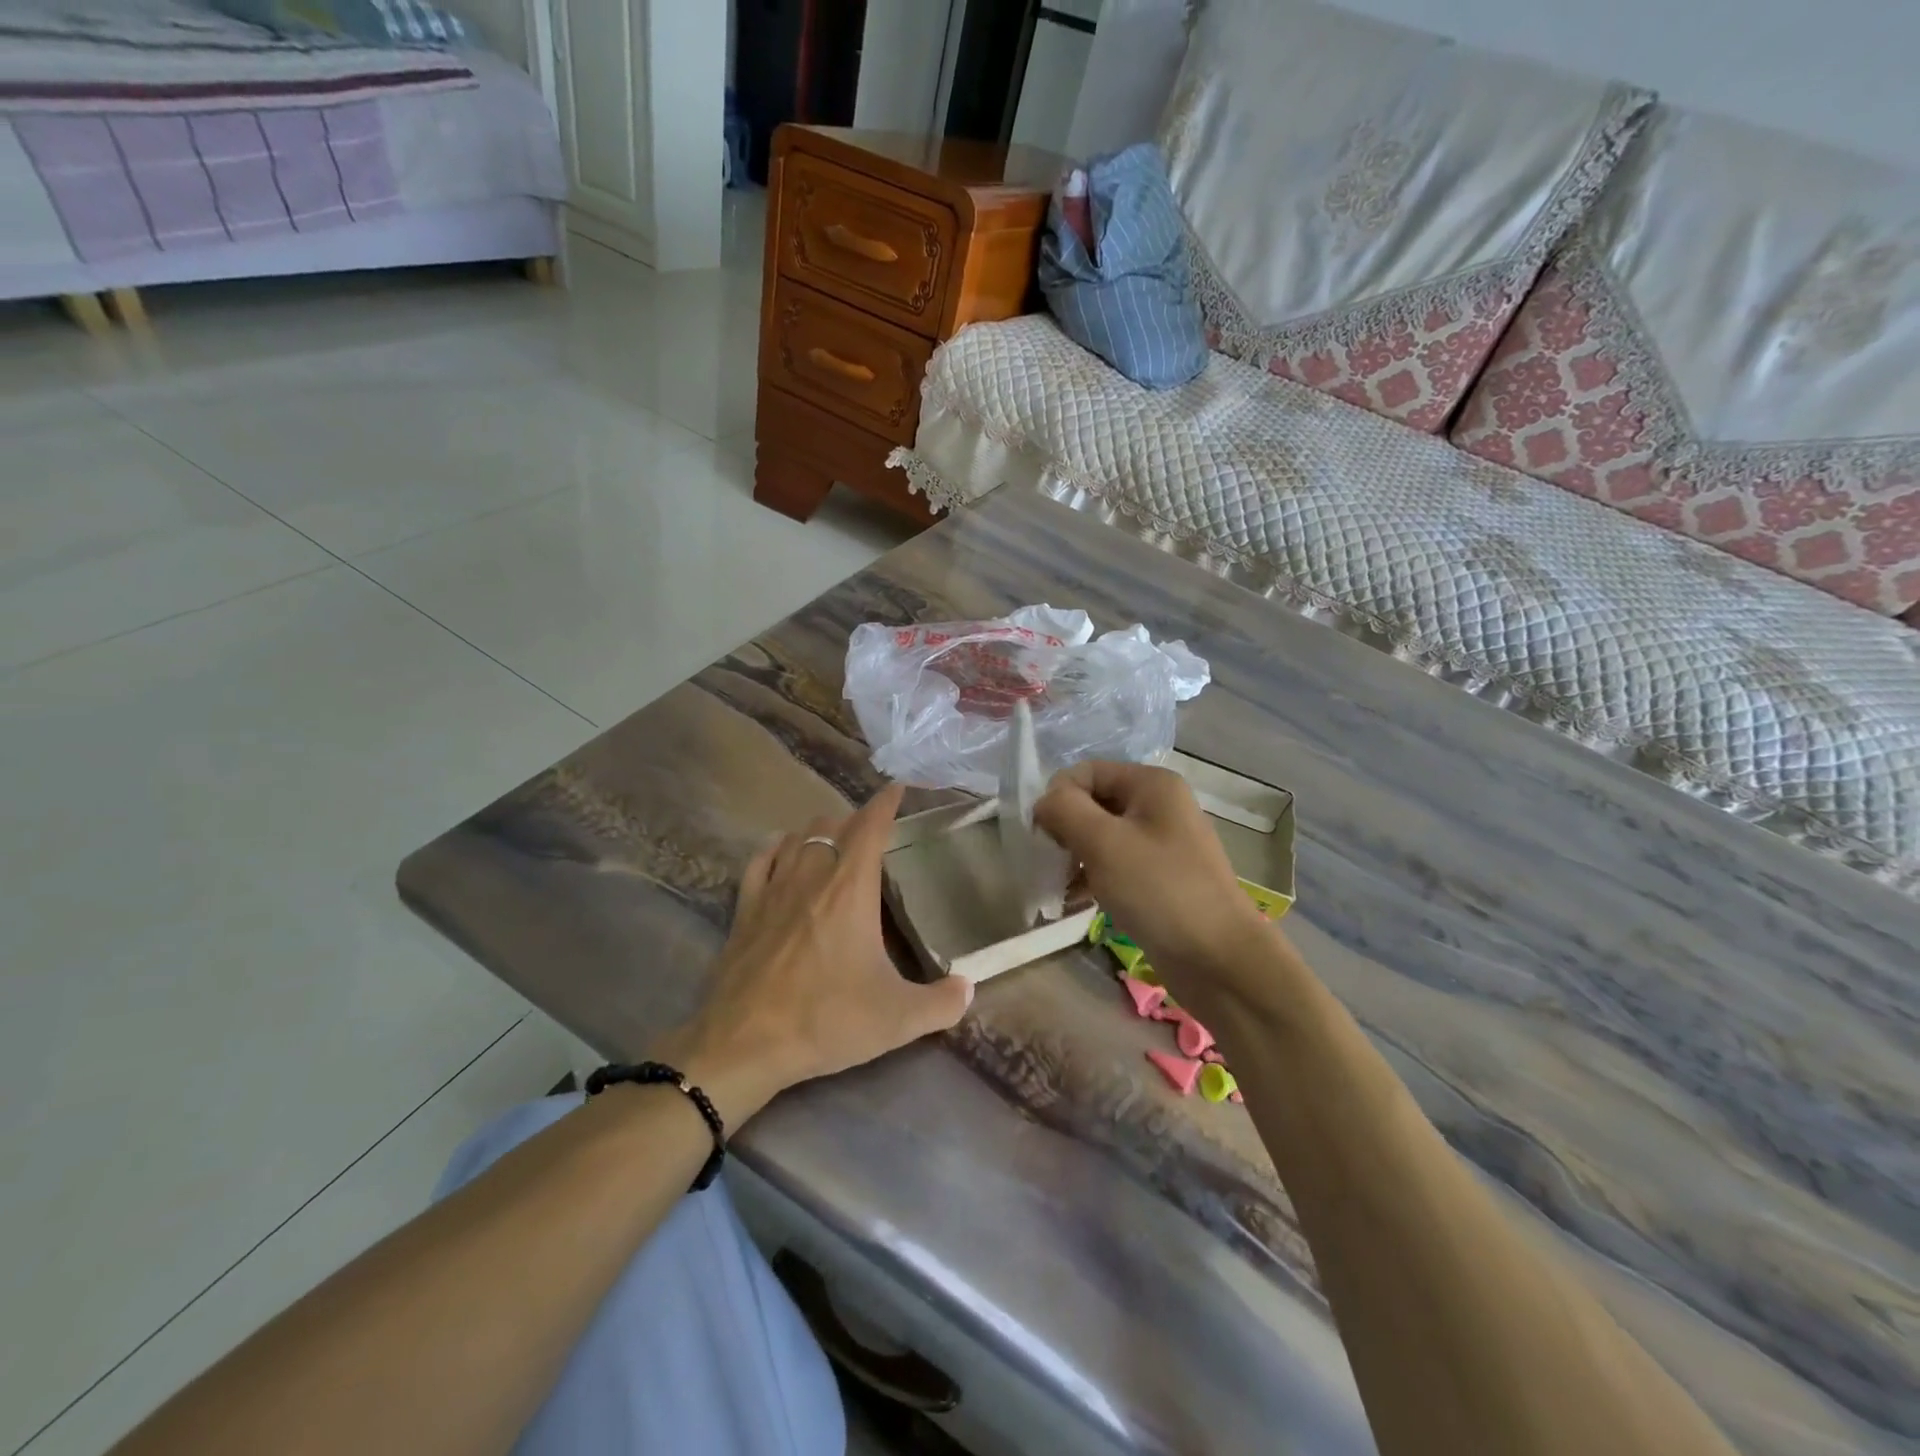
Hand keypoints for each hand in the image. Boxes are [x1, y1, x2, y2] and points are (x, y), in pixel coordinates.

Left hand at [657, 784, 971, 1128]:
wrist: (744, 1044)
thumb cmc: (826, 1020)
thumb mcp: (897, 1019)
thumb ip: (942, 1003)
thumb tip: (969, 988)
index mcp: (850, 888)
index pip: (871, 826)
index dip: (886, 802)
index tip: (898, 788)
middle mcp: (811, 875)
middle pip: (832, 826)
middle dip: (855, 822)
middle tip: (873, 836)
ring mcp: (773, 889)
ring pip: (796, 837)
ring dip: (818, 833)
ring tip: (833, 845)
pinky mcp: (744, 909)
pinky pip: (761, 861)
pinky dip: (777, 850)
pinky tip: (783, 855)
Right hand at [1035, 761, 1270, 984]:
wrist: (1218, 959)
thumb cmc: (1159, 890)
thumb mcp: (1103, 843)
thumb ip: (1064, 810)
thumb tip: (1044, 803)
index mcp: (1151, 783)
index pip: (1086, 772)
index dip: (1058, 798)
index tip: (1044, 837)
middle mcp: (1159, 804)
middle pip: (1094, 802)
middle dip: (1066, 829)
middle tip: (1052, 864)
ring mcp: (1162, 842)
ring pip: (1102, 835)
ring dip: (1075, 856)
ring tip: (1061, 887)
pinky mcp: (1161, 876)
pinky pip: (1116, 863)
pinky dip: (1093, 876)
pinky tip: (1076, 901)